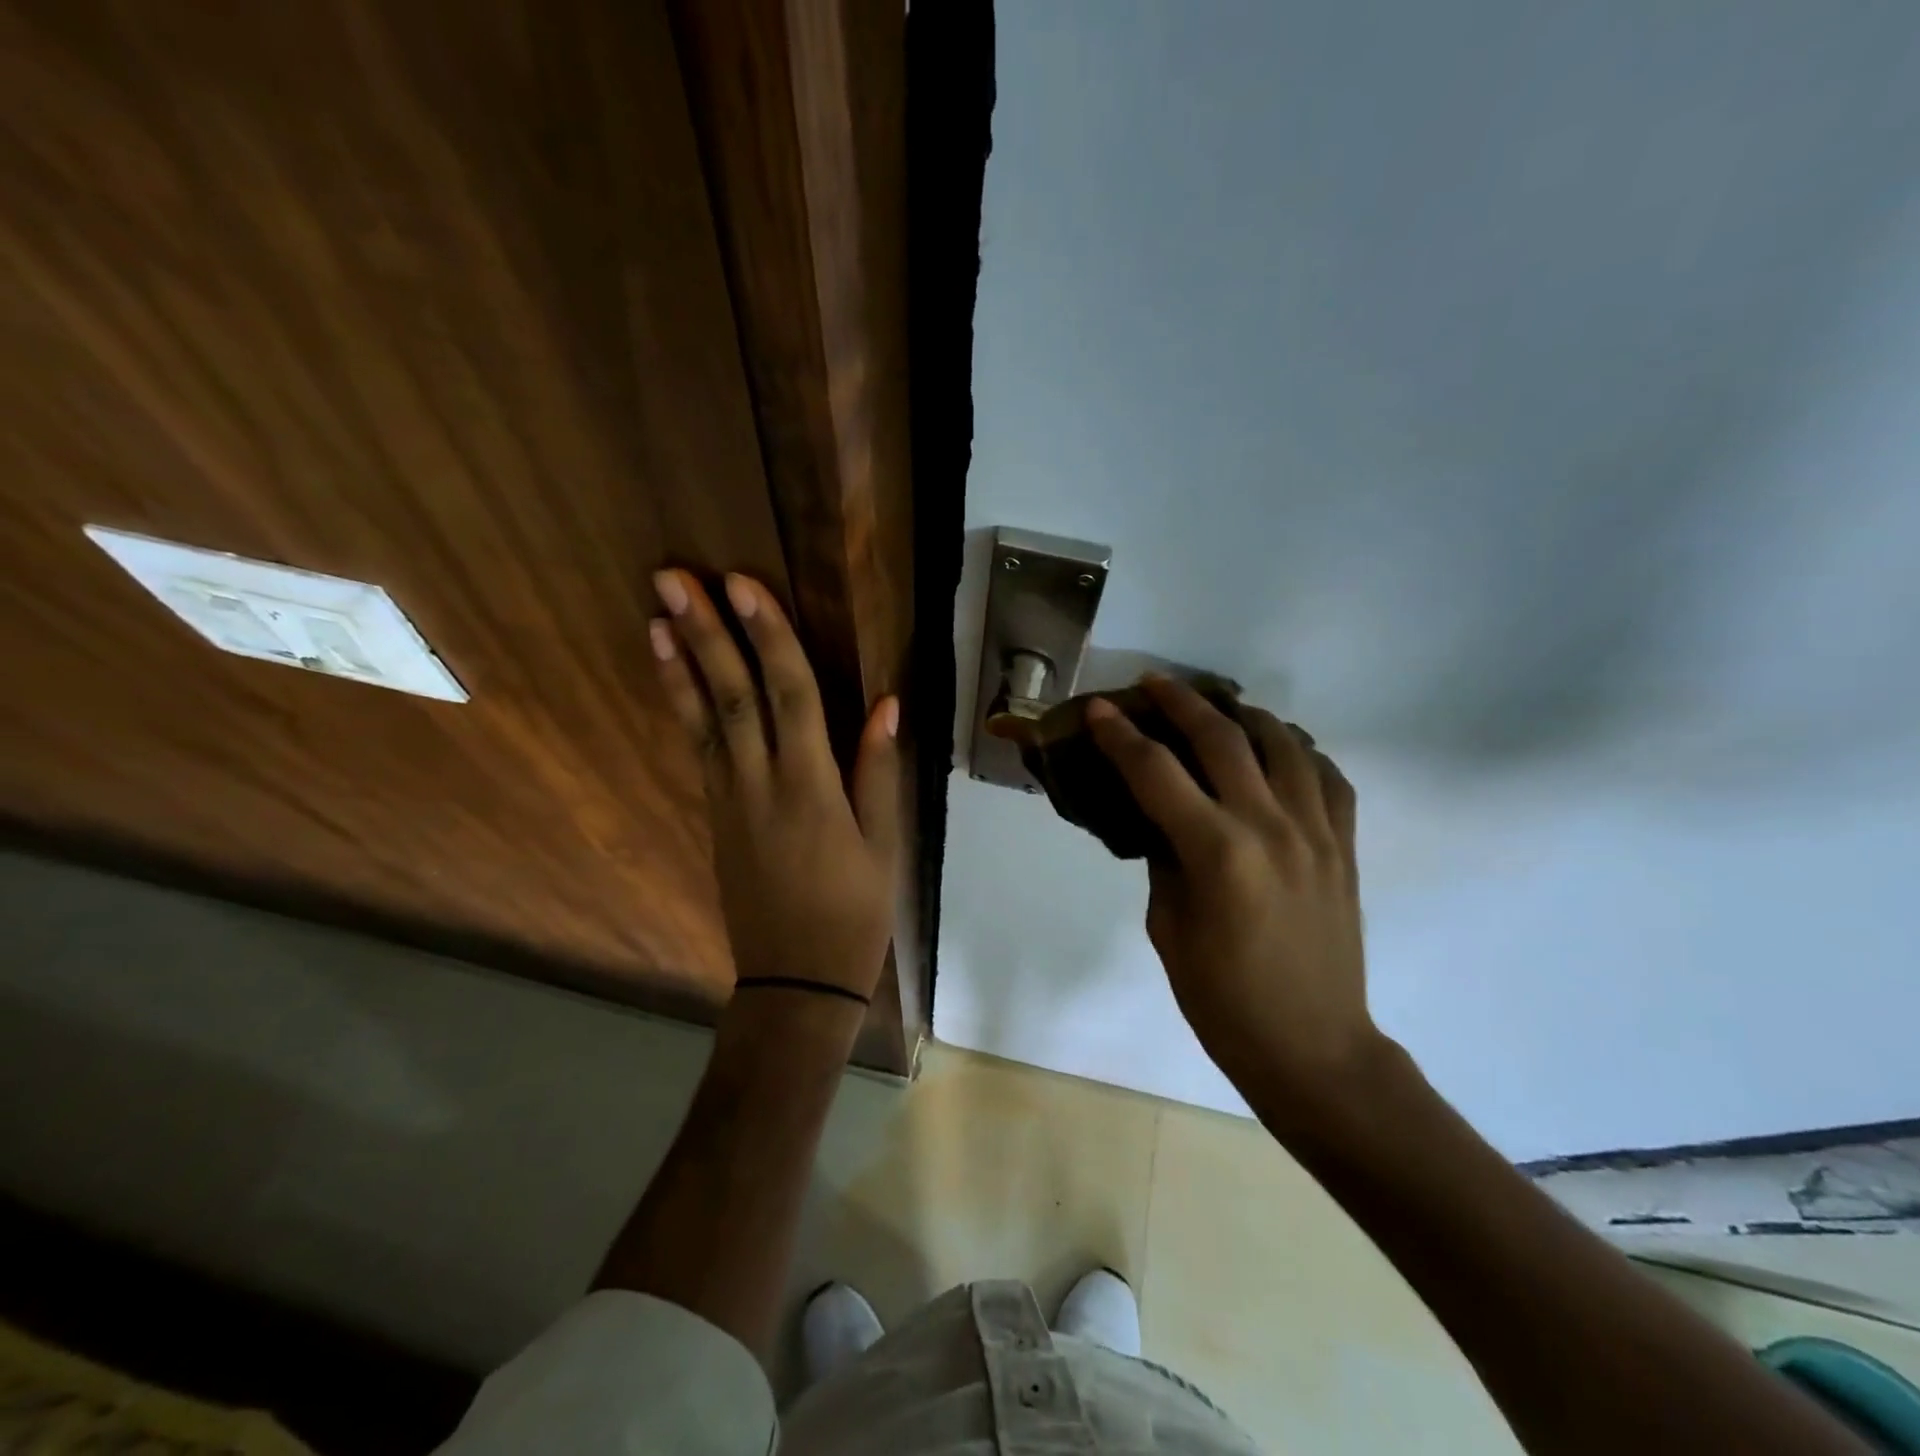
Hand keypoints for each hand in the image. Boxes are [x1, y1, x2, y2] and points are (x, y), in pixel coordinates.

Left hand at [650, 569, 899, 999]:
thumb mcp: (883, 844)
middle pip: (733, 696)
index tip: (744, 585)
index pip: (790, 695)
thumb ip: (877, 770)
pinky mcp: (715, 815)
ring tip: (657, 614)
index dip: (768, 637)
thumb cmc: (854, 911)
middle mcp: (761, 783)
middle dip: (707, 633)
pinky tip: (674, 676)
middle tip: (674, 577)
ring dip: (681, 663)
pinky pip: (698, 749)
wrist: (795, 979)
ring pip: (703, 720)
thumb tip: (885, 702)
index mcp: (812, 786)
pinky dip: (682, 707)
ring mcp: (730, 799)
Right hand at [1085, 677, 1376, 1099]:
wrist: (1313, 1047)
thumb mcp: (1169, 928)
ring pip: (1283, 743)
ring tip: (1217, 707)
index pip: (1156, 772)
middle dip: (1180, 702)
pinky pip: (1328, 776)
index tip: (1098, 708)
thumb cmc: (1223, 1000)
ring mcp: (1318, 832)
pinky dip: (1299, 751)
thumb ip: (1166, 860)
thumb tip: (1165, 819)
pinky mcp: (1345, 846)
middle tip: (1152, 683)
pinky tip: (1279, 751)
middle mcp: (1271, 827)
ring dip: (1243, 714)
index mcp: (1218, 853)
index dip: (1120, 735)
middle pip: (1222, 738)